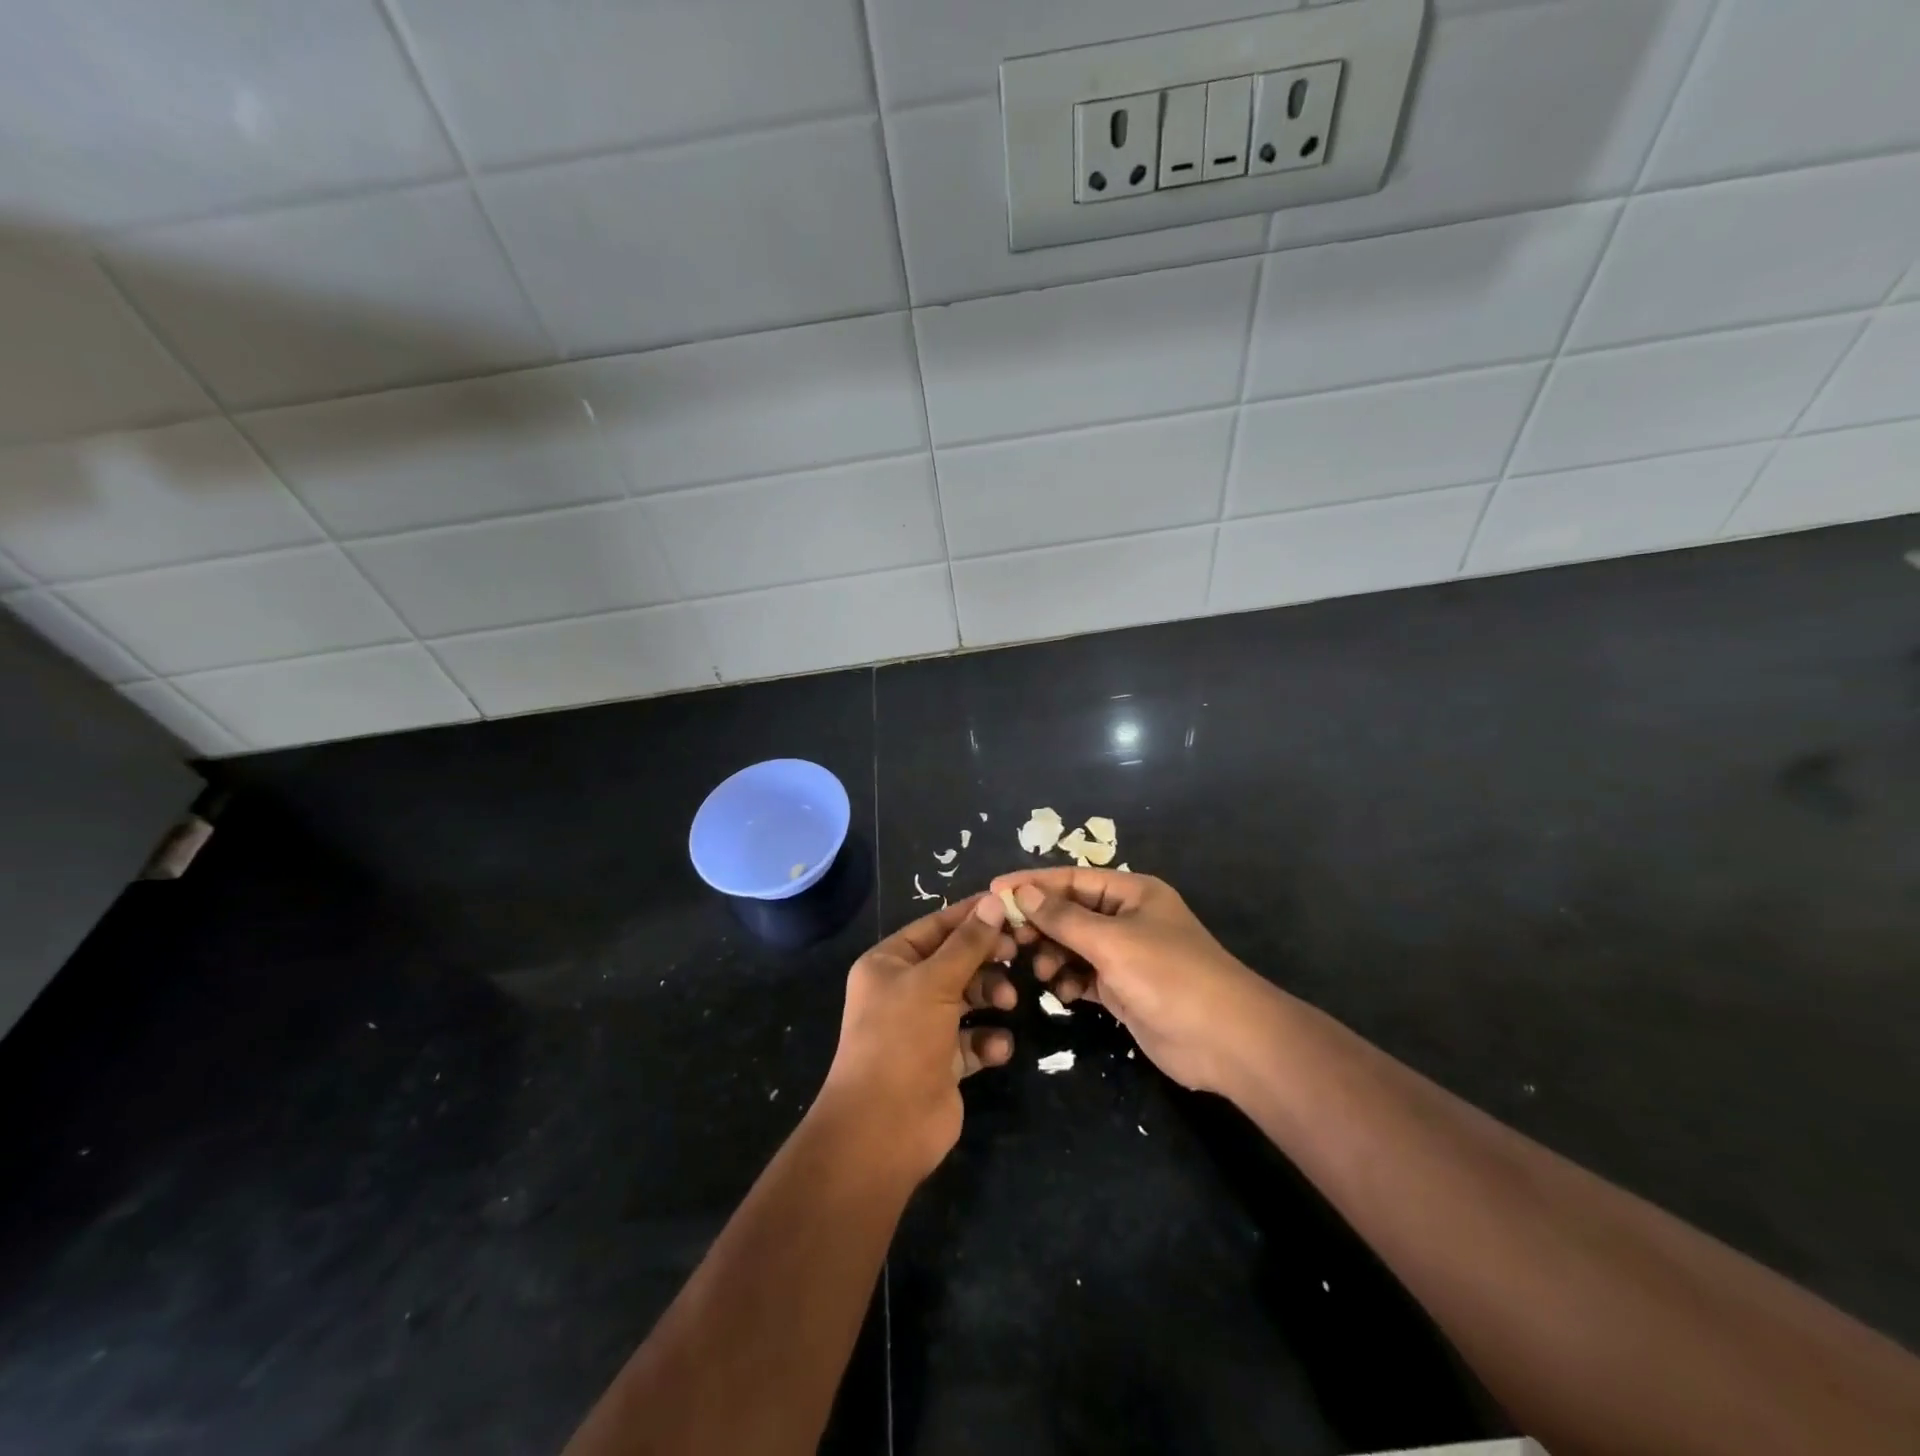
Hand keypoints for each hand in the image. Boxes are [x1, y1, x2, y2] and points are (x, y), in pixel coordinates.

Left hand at [815, 894, 1018, 1180]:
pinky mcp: (942, 1062)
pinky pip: (973, 1040)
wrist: (883, 1129)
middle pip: (955, 961)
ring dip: (991, 996)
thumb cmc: (902, 1039)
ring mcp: (923, 1028)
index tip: (1011, 907)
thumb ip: (968, 943)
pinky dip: (988, 1041)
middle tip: (1017, 954)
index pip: (936, 926)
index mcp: (889, 963)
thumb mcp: (935, 982)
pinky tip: (997, 1048)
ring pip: (968, 998)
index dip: (972, 916)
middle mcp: (904, 990)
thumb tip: (993, 901)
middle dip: (986, 959)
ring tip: (1009, 1003)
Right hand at [989, 869, 1268, 1094]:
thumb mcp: (1112, 941)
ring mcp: (1125, 956)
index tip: (994, 889)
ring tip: (1038, 970)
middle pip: (1070, 912)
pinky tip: (1058, 992)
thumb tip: (1020, 893)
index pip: (1072, 879)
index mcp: (1132, 893)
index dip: (1033, 883)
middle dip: (1040, 924)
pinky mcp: (1122, 990)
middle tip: (1006, 939)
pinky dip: (1067, 981)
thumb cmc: (1169, 975)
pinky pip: (1082, 976)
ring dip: (1052, 955)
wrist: (1224, 1040)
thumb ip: (1063, 918)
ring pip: (1073, 946)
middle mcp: (1127, 919)